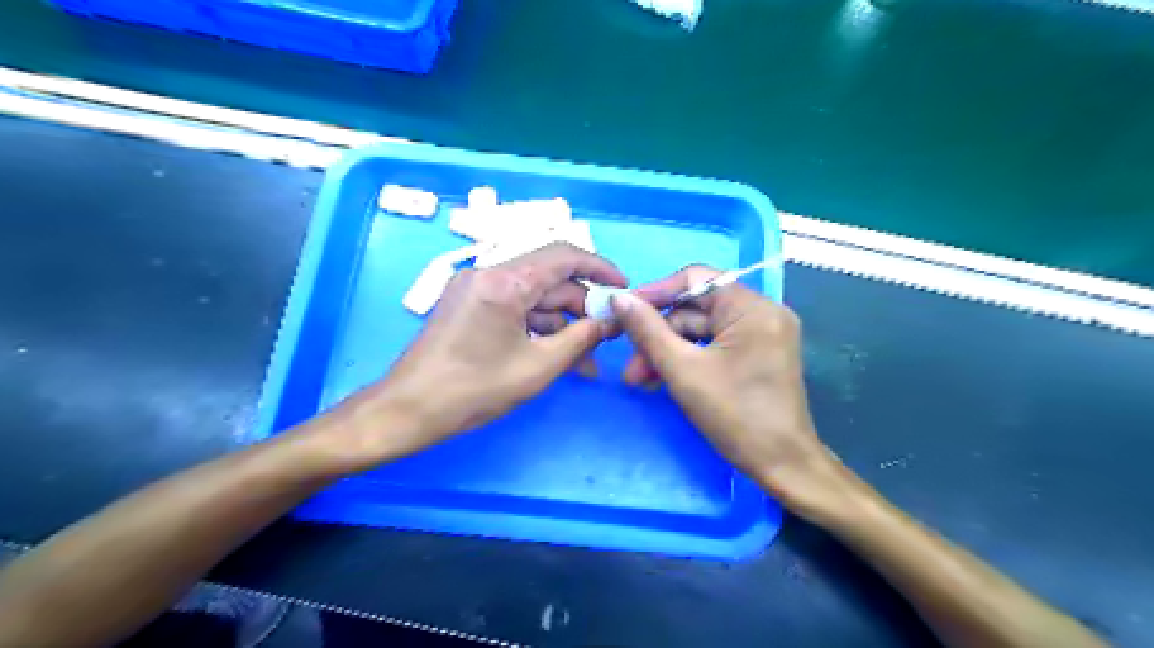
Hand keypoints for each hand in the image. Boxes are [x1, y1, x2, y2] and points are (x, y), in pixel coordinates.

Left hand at [347, 244, 626, 459]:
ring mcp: (475, 287)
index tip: (623, 289)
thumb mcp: (538, 366)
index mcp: (505, 281)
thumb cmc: (474, 390)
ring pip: (533, 295)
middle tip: (605, 337)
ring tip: (584, 359)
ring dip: (561, 322)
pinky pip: (514, 306)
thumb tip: (609, 323)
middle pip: (550, 278)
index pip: (565, 256)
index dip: (600, 269)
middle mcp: (489, 273)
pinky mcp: (468, 304)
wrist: (408, 410)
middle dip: (581, 306)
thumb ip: (580, 338)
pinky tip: (555, 354)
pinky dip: (537, 326)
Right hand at [613, 267, 845, 509]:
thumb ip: (648, 330)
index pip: (695, 279)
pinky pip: (714, 345)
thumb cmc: (735, 416)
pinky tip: (662, 379)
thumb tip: (619, 299)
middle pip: (696, 309)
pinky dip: (688, 359)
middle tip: (630, 365)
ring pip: (701, 330)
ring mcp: (762, 334)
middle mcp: (762, 312)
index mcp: (751, 307)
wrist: (782, 465)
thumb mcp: (682, 370)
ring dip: (668, 352)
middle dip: (658, 336)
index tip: (624, 312)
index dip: (655, 293)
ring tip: (640, 380)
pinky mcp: (758, 353)